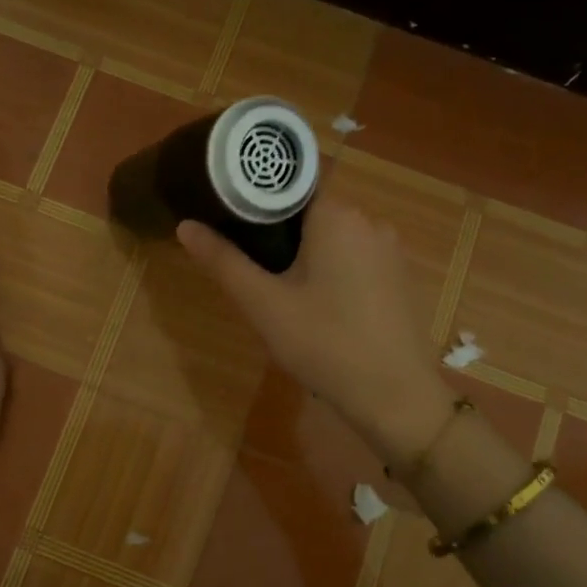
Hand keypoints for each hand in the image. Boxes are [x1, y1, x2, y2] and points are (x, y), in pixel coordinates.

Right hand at [177, 201, 451, 462]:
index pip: (288, 188)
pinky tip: (322, 310)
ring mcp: (391, 251)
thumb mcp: (264, 305)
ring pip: (334, 240)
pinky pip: (357, 261)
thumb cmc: (324, 344)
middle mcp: (370, 221)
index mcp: (337, 216)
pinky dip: (334, 274)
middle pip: (310, 214)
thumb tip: (185, 225)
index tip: (231, 228)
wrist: (396, 398)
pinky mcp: (401, 279)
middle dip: (279, 237)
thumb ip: (224, 261)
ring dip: (307, 258)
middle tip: (253, 273)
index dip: (256, 204)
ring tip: (281, 294)